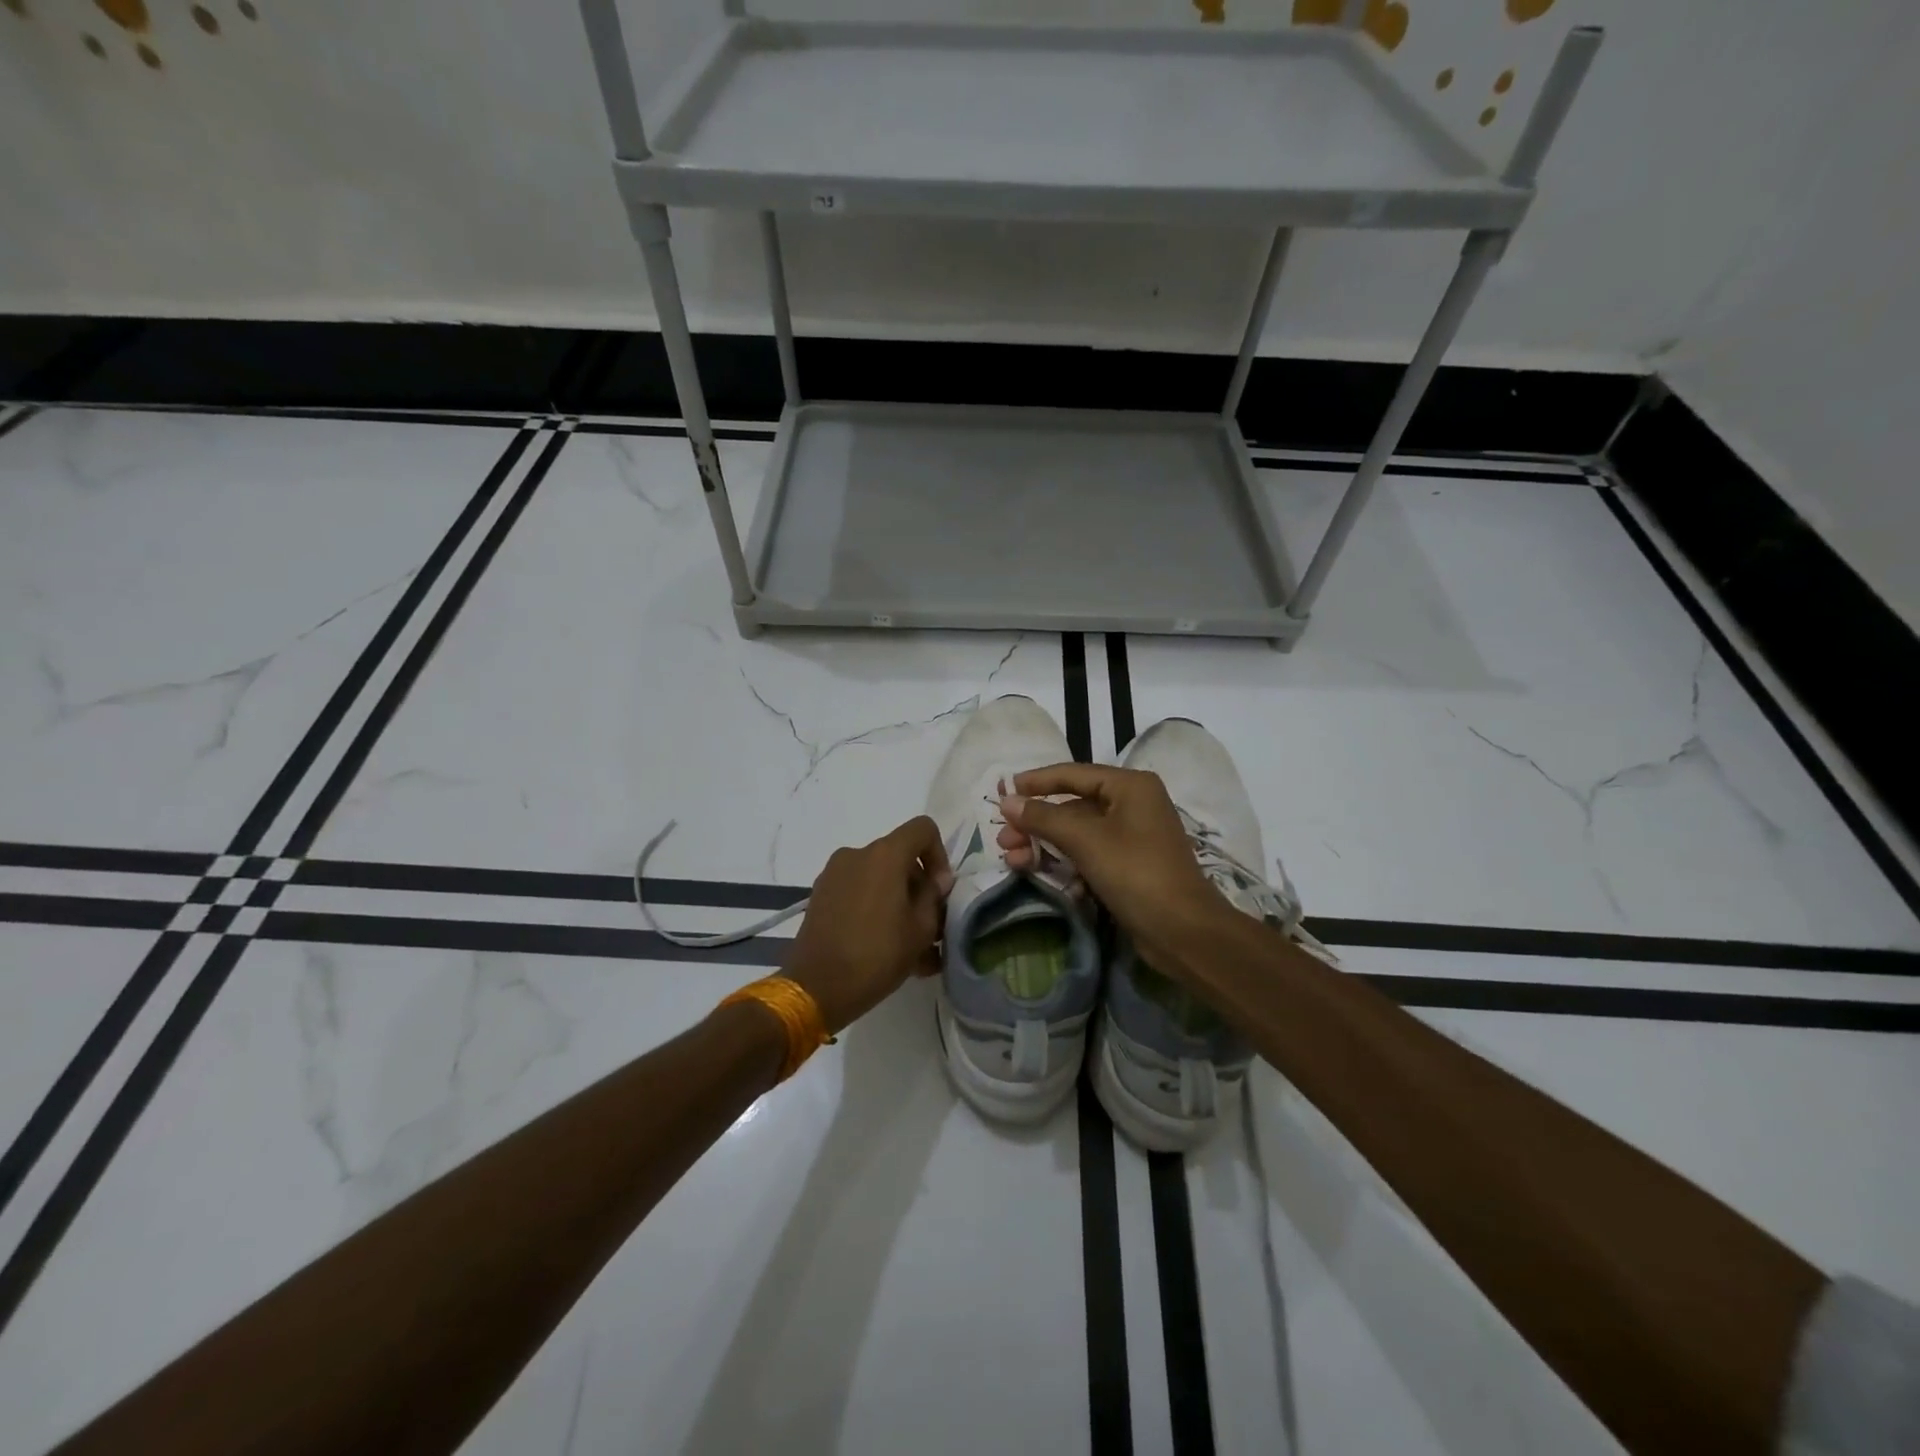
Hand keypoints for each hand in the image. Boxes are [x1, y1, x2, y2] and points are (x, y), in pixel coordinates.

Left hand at [784, 816, 955, 1033]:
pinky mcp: (821, 895)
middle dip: (919, 886)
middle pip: (900, 856)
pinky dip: (876, 909)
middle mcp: (857, 854)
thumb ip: (933, 897)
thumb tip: (935, 881)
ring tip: (910, 944)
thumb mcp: (921, 929)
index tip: (940, 891)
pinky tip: (885, 946)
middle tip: (930, 925)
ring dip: (898, 902)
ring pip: (879, 878)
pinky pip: (859, 892)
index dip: (939, 855)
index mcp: (884, 855)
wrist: (816, 988)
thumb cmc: (877, 955)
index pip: (923, 829)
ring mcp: (834, 874)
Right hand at [997, 764, 1219, 963]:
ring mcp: (1132, 836)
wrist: (1182, 931)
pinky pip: (1088, 855)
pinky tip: (1041, 877)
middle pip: (1072, 806)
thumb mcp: (1085, 840)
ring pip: (1077, 833)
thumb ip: (1043, 817)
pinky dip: (1064, 863)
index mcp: (1130, 786)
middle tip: (1004, 840)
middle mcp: (1133, 804)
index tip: (1004, 791)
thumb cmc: (1135, 872)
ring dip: (1044, 845)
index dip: (1036, 782)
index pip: (1072, 774)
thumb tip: (1007, 801)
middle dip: (1036, 823)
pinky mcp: (1129, 866)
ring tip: (1013, 861)